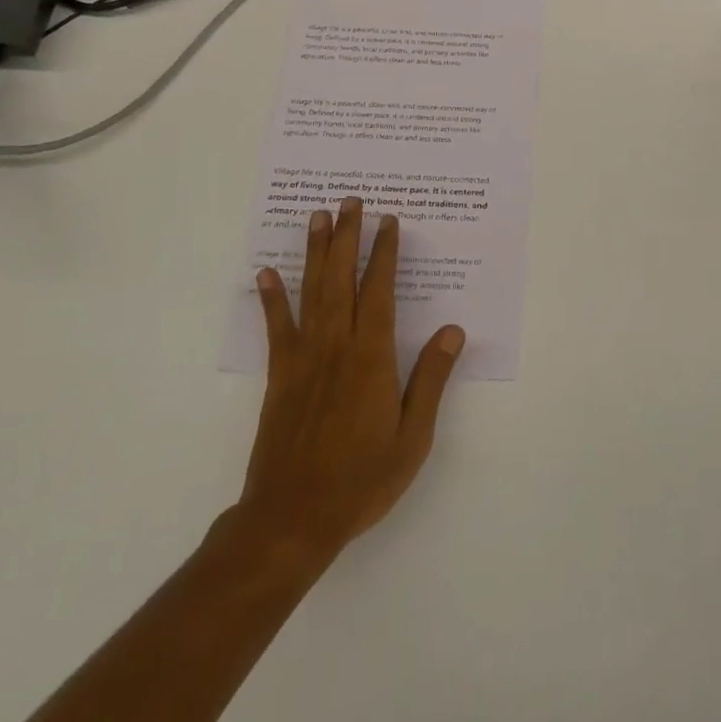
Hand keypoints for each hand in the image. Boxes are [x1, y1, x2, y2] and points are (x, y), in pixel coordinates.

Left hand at [228, 197, 465, 566]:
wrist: (291, 520)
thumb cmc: (361, 479)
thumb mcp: (413, 436)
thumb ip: (431, 379)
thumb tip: (454, 330)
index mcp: (372, 357)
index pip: (380, 291)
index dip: (385, 253)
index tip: (389, 221)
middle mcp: (336, 346)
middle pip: (342, 279)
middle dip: (348, 237)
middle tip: (351, 201)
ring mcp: (303, 358)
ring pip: (311, 292)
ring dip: (315, 252)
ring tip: (318, 217)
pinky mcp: (279, 376)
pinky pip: (276, 328)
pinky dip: (271, 298)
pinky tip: (266, 273)